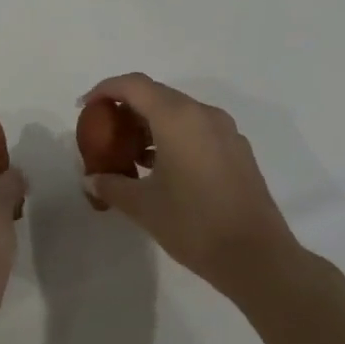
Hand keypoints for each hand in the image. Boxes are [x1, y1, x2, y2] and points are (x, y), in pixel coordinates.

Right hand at [79, 73, 301, 299]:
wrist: (259, 259)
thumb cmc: (195, 224)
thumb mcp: (143, 206)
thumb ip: (111, 185)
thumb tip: (91, 178)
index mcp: (177, 117)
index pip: (133, 84)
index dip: (105, 89)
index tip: (85, 107)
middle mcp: (202, 113)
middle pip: (155, 94)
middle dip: (126, 107)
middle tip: (105, 131)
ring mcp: (225, 131)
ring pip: (178, 111)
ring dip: (151, 123)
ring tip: (132, 154)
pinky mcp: (238, 150)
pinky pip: (197, 128)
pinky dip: (174, 136)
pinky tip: (163, 168)